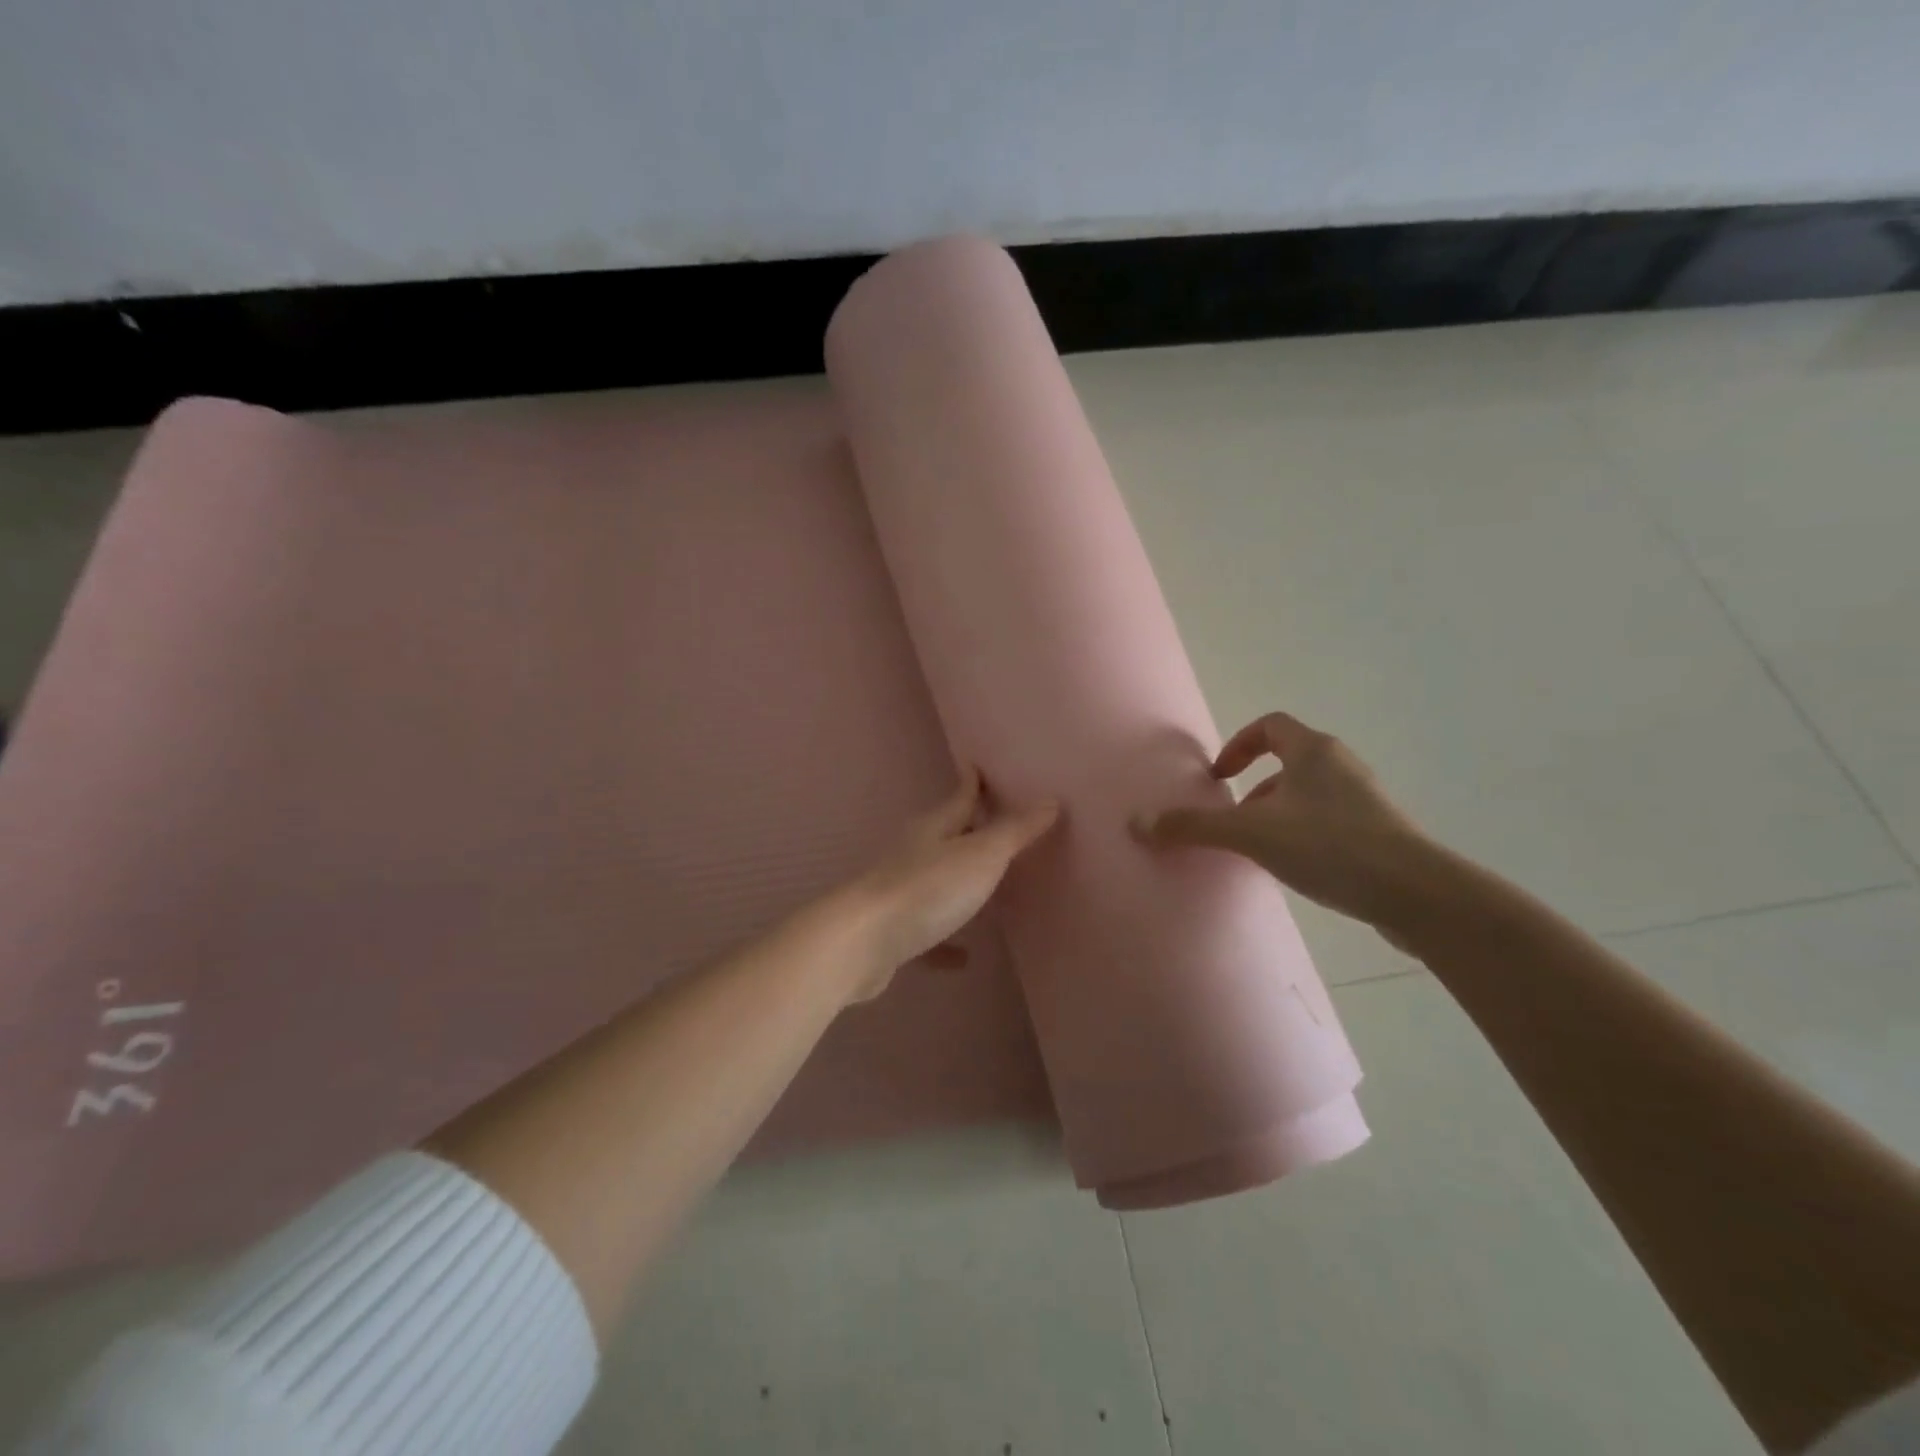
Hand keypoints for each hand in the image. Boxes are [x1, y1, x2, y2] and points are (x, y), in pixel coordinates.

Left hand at [832, 770, 1059, 1001]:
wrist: (861, 943)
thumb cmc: (927, 889)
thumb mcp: (981, 856)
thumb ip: (1015, 831)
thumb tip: (1050, 800)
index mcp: (935, 827)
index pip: (961, 796)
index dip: (974, 781)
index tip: (979, 765)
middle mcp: (915, 853)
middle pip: (948, 835)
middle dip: (971, 829)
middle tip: (999, 824)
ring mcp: (902, 892)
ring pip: (938, 880)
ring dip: (960, 882)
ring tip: (989, 887)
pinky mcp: (896, 931)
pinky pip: (929, 931)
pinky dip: (947, 940)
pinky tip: (964, 956)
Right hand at [1134, 712, 1441, 944]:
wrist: (1418, 895)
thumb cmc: (1330, 847)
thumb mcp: (1252, 834)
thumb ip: (1194, 827)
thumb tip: (1136, 822)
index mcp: (1313, 751)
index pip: (1269, 725)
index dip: (1238, 745)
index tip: (1219, 777)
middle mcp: (1341, 766)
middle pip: (1289, 761)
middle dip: (1254, 788)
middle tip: (1234, 818)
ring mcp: (1366, 800)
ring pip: (1309, 795)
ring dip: (1278, 814)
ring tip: (1260, 849)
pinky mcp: (1381, 834)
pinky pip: (1330, 822)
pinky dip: (1304, 836)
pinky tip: (1296, 870)